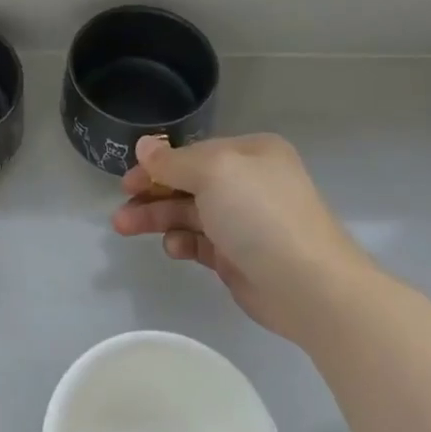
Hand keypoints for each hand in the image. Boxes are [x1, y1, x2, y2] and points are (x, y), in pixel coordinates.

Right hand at [112, 133, 364, 340]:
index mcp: (250, 153)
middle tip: (121, 207)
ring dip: (158, 218)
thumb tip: (143, 146)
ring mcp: (244, 222)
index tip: (128, 180)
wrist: (309, 286)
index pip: (194, 153)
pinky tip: (173, 249)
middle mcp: (248, 183)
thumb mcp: (213, 172)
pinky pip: (200, 243)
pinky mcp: (239, 257)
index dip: (158, 165)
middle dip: (152, 193)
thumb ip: (173, 161)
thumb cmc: (260, 215)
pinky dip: (182, 242)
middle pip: (188, 182)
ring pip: (189, 213)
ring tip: (125, 227)